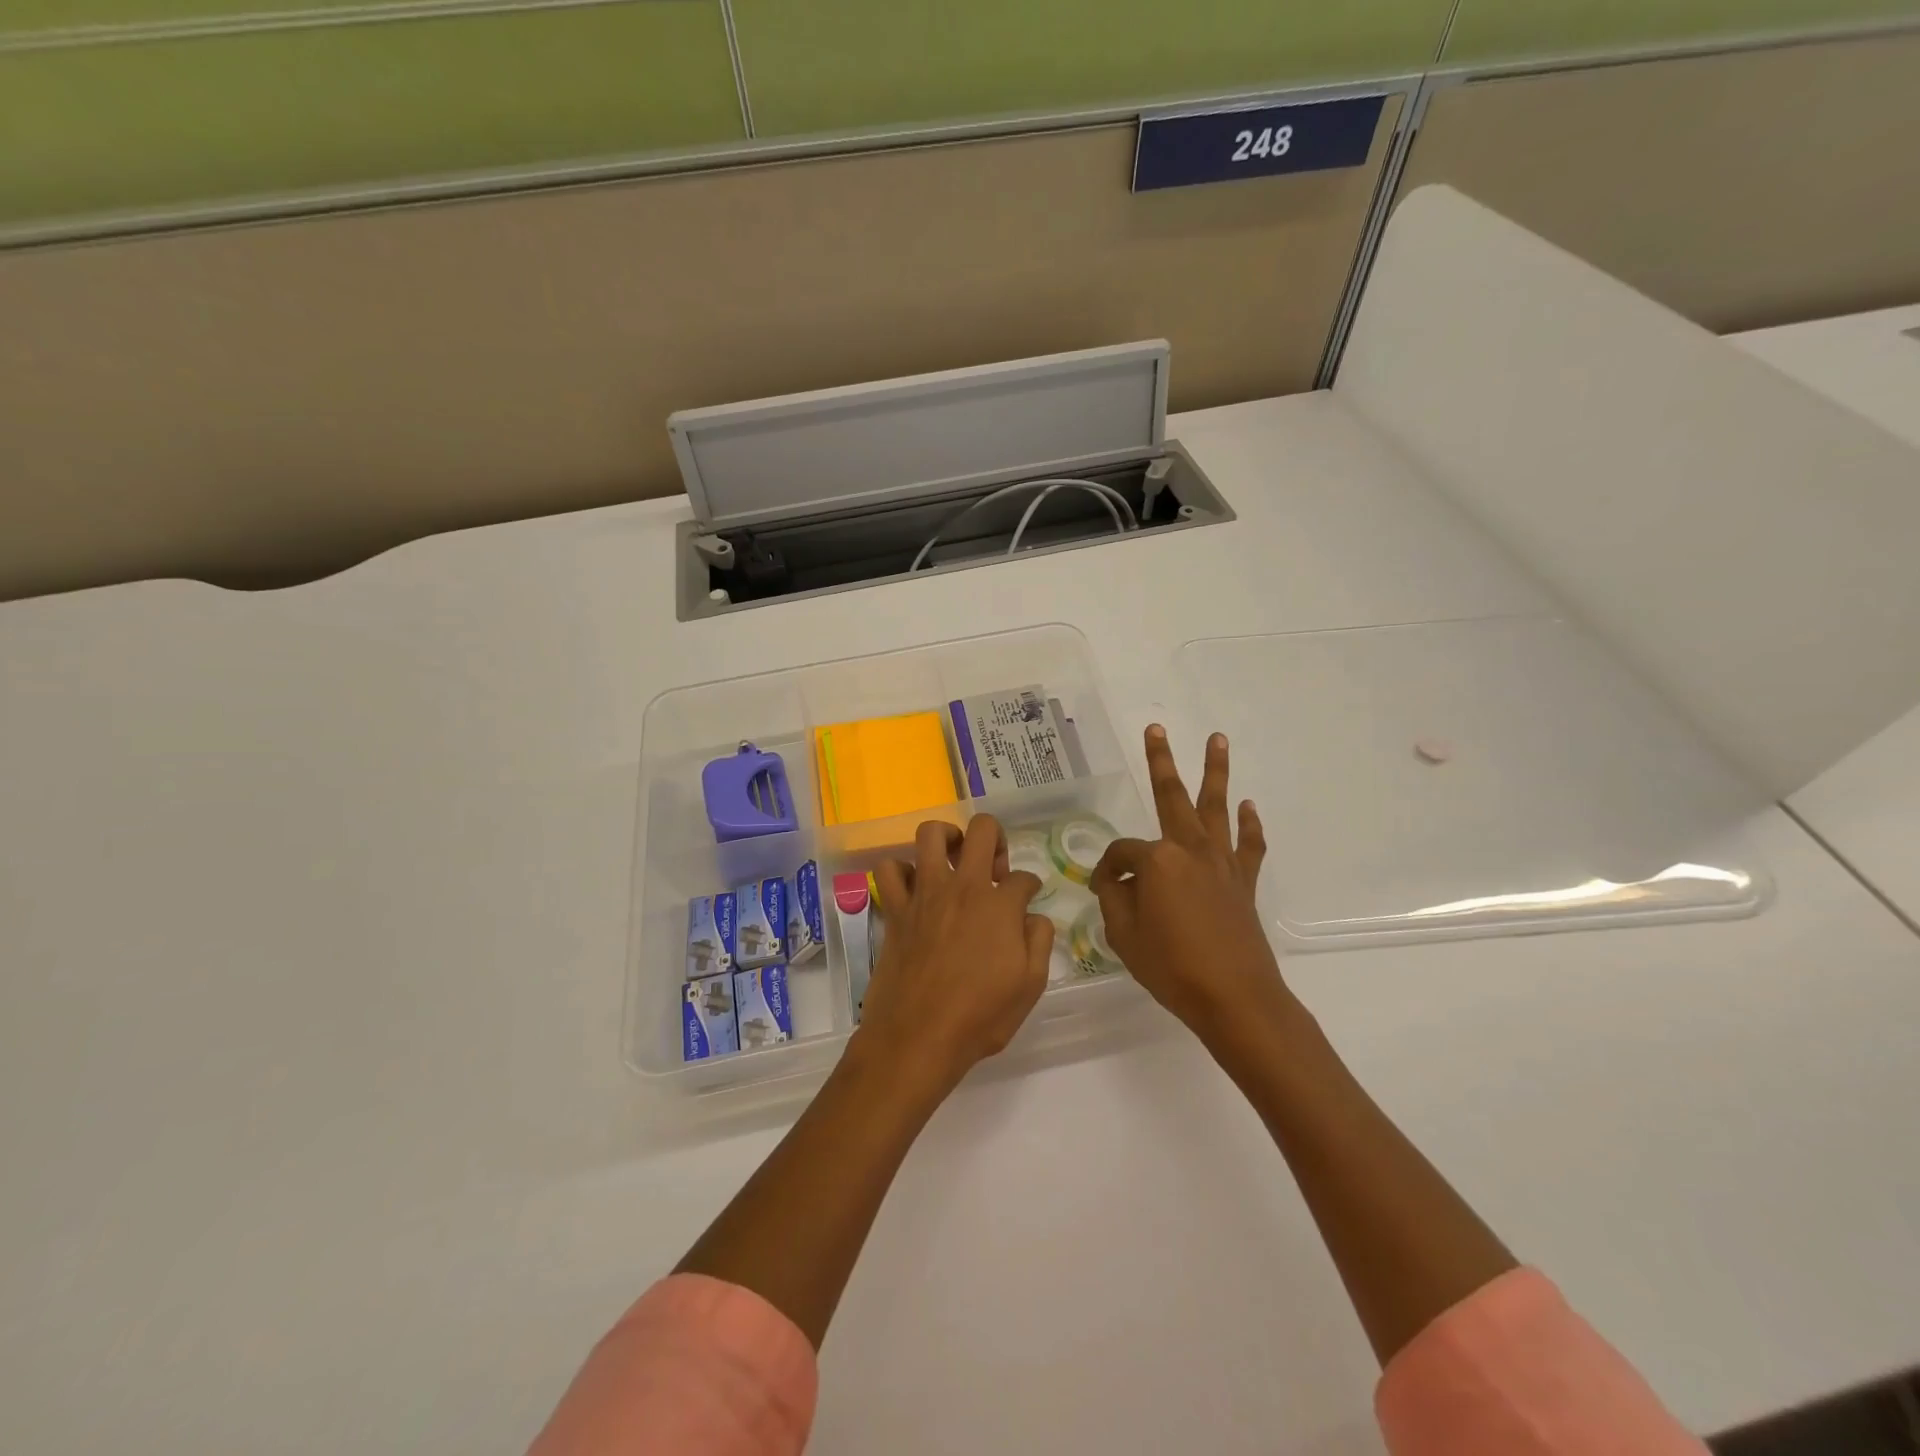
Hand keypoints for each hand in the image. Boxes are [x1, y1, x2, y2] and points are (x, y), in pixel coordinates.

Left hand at [859, 815, 1053, 1097]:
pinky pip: (889, 870)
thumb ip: (1039, 941)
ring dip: (946, 837)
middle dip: (995, 838)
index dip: (1030, 887)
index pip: (1023, 877)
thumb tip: (1033, 916)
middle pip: (982, 830)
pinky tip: (914, 888)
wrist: (918, 1037)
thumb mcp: (1030, 985)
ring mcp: (925, 894)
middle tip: (994, 867)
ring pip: (931, 834)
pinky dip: (901, 871)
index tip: (1027, 899)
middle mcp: (963, 887)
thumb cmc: (980, 1016)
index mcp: (1000, 905)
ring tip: (954, 857)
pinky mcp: (895, 909)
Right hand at [1091, 726, 1292, 1049]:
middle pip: (1172, 797)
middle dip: (1162, 761)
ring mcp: (1221, 863)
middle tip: (1156, 729)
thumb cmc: (1172, 967)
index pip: (1121, 853)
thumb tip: (1115, 879)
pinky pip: (1248, 845)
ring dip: (1216, 771)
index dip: (1107, 870)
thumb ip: (1115, 897)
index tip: (1102, 889)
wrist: (1235, 998)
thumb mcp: (1124, 934)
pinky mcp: (1244, 882)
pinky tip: (1248, 806)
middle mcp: (1190, 849)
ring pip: (1216, 807)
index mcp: (1157, 860)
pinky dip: (1249, 825)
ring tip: (1217, 739)